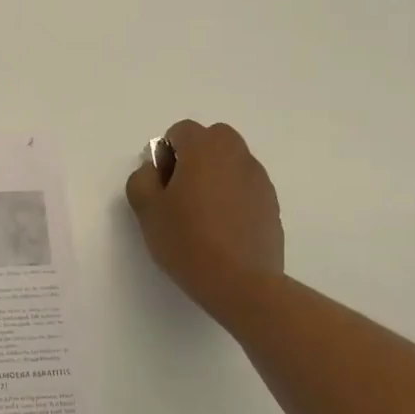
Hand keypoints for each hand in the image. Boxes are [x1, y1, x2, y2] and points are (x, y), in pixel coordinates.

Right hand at [125, 120, 284, 319]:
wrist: (240, 283)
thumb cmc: (187, 239)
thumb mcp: (146, 209)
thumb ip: (142, 179)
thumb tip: (155, 169)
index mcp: (204, 149)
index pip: (182, 130)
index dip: (166, 152)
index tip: (161, 183)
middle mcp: (236, 155)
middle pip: (214, 139)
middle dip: (195, 155)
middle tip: (181, 191)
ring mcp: (259, 180)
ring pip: (233, 162)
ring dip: (216, 175)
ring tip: (202, 213)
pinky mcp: (272, 205)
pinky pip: (247, 187)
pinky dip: (233, 196)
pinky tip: (222, 228)